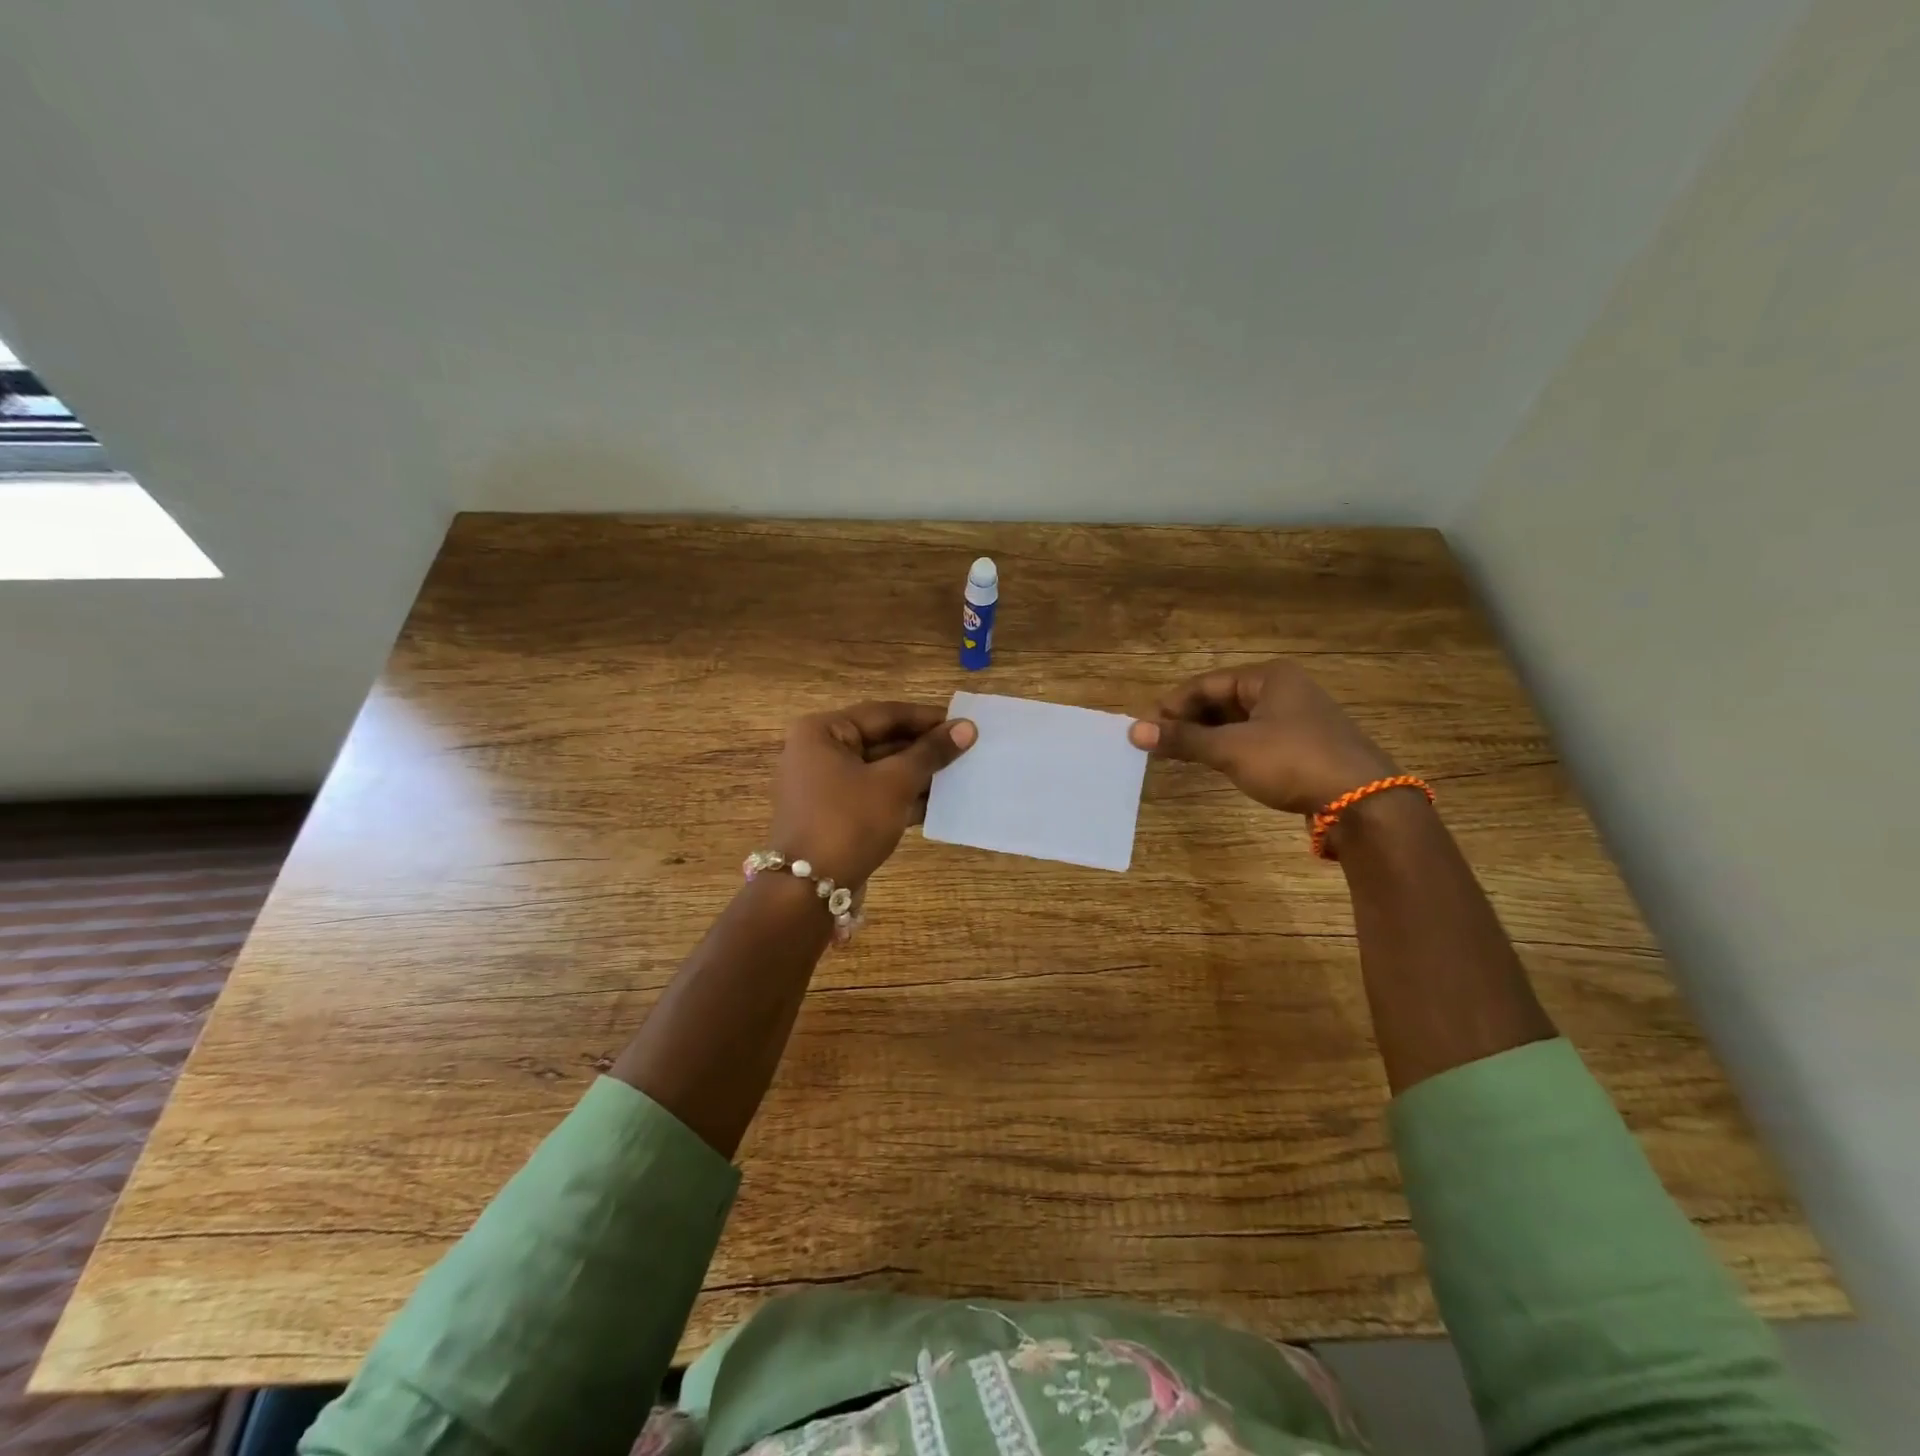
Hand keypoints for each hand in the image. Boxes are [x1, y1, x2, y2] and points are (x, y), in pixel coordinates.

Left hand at [767, 701, 975, 884]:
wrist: (808, 891)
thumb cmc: (849, 822)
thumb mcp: (895, 783)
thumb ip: (930, 753)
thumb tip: (966, 728)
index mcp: (822, 731)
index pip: (884, 714)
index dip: (926, 718)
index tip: (963, 723)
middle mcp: (818, 752)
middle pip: (881, 740)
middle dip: (923, 748)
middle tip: (966, 749)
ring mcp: (824, 785)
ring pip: (880, 770)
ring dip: (918, 774)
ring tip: (960, 774)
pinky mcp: (834, 814)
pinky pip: (874, 795)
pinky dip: (903, 797)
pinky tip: (940, 803)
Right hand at [1128, 660, 1395, 815]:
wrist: (1363, 802)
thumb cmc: (1293, 762)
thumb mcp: (1231, 750)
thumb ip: (1183, 739)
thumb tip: (1134, 731)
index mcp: (1269, 677)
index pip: (1206, 684)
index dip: (1172, 705)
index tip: (1144, 728)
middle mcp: (1284, 690)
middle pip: (1222, 700)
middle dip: (1188, 720)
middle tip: (1157, 743)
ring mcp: (1297, 718)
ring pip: (1238, 721)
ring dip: (1206, 735)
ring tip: (1177, 753)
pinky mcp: (1303, 746)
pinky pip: (1254, 738)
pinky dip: (1229, 748)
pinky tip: (1212, 763)